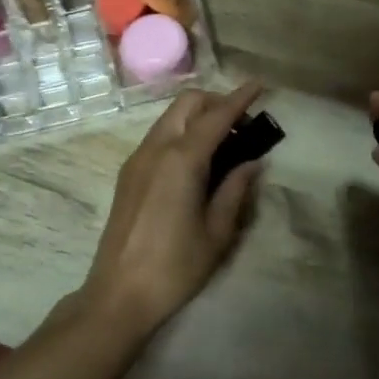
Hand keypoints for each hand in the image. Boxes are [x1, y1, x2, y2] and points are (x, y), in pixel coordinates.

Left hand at [79, 82, 266, 337]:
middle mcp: (156, 149)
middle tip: (243, 126)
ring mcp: (137, 159)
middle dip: (216, 102)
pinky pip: (159, 137)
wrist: (119, 294)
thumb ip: (236, 190)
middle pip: (187, 103)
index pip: (216, 116)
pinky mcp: (129, 174)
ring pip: (170, 117)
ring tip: (225, 145)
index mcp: (181, 160)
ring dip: (198, 117)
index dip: (240, 98)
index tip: (259, 85)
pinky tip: (198, 162)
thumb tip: (252, 163)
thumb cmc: (175, 267)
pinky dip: (182, 133)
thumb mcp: (217, 232)